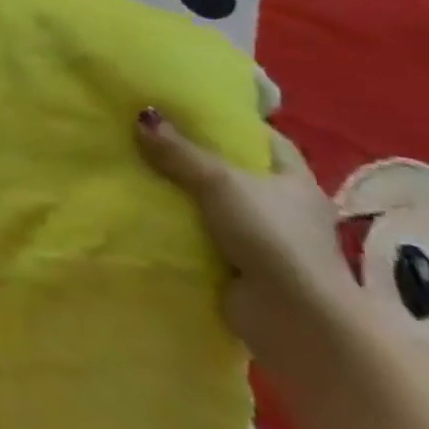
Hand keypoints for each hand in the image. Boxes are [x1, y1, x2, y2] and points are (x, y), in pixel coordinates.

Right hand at [134, 108, 359, 380]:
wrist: (294, 319)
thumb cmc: (272, 237)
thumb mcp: (220, 182)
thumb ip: (180, 152)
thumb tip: (142, 116)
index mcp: (294, 182)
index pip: (266, 140)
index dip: (233, 122)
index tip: (192, 109)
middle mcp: (282, 209)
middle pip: (233, 172)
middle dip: (195, 158)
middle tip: (149, 136)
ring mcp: (261, 241)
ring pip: (213, 206)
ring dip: (181, 195)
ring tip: (135, 170)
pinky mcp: (239, 268)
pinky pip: (200, 237)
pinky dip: (177, 228)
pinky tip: (143, 212)